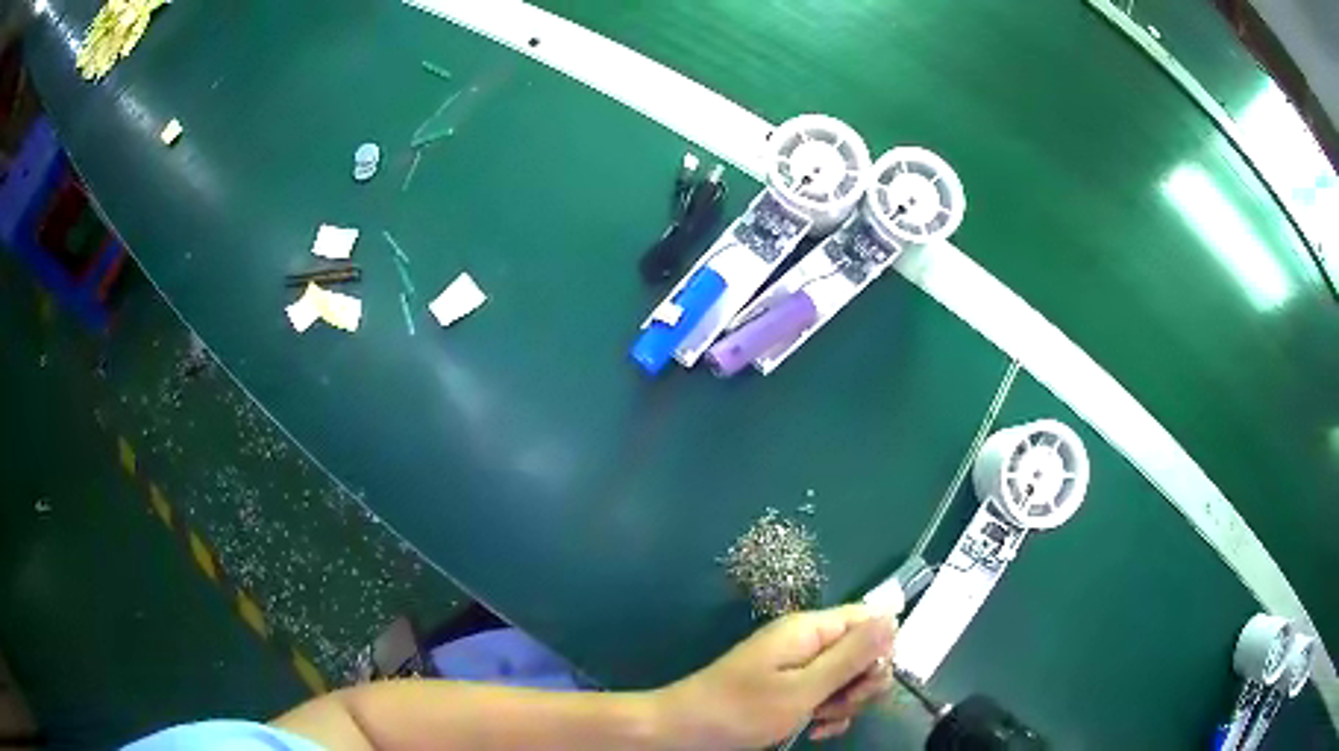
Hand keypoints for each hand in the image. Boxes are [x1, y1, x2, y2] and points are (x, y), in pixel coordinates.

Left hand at [653, 604, 897, 748]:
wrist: (686, 731)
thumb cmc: (742, 710)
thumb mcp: (804, 688)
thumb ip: (851, 655)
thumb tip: (892, 617)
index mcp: (811, 629)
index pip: (869, 619)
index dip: (880, 650)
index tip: (867, 682)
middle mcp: (808, 641)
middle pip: (862, 651)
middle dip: (861, 684)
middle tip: (838, 707)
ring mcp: (798, 665)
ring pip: (846, 677)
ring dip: (844, 703)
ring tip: (819, 722)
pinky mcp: (789, 687)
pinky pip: (825, 694)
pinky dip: (827, 713)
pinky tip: (814, 731)